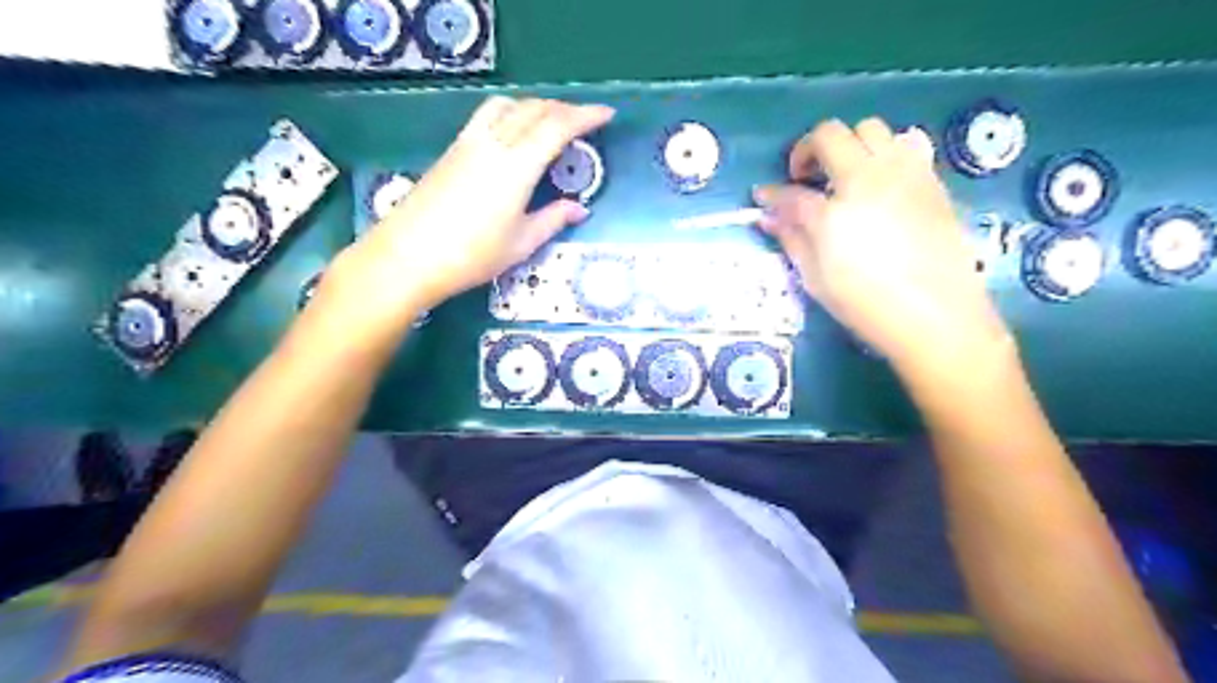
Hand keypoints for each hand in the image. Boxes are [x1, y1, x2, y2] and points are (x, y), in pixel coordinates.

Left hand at [328, 94, 613, 317]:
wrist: (408, 256)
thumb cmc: (471, 256)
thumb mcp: (521, 243)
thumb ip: (553, 220)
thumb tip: (579, 209)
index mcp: (517, 166)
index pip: (557, 127)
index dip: (585, 116)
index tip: (607, 114)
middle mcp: (494, 143)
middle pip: (534, 110)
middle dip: (564, 109)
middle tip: (585, 121)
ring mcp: (469, 143)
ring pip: (509, 106)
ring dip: (535, 106)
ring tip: (551, 122)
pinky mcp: (453, 149)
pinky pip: (488, 115)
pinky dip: (512, 112)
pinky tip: (515, 132)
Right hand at [757, 118, 1013, 372]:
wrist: (937, 317)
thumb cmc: (867, 305)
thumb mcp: (816, 278)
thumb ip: (792, 239)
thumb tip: (770, 216)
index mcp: (833, 211)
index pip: (791, 193)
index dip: (772, 194)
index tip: (763, 197)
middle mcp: (868, 178)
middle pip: (830, 135)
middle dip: (808, 151)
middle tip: (805, 180)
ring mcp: (904, 173)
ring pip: (871, 128)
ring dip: (849, 145)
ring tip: (846, 177)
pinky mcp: (931, 180)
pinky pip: (909, 143)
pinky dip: (888, 151)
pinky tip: (884, 181)